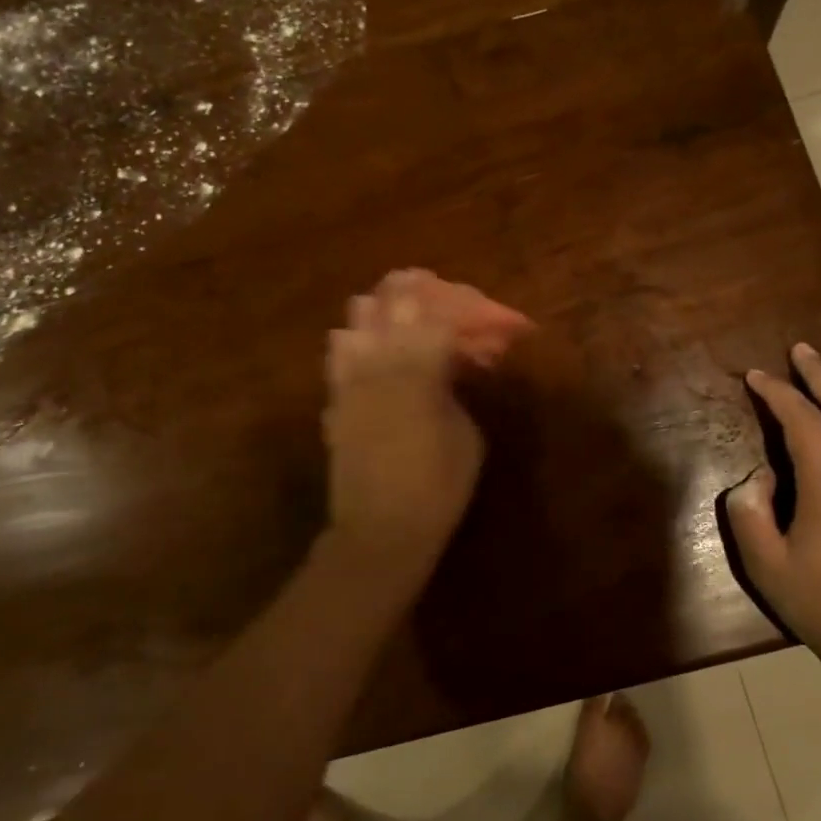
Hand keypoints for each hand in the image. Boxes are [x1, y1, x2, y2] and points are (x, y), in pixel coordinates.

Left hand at [322, 272, 484, 583]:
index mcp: (419, 368)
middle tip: (442, 297)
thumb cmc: (439, 487)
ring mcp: (350, 379)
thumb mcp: (468, 434)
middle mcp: (379, 361)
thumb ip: (458, 387)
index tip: (485, 312)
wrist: (380, 530)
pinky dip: (359, 341)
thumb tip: (453, 364)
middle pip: (392, 300)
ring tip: (405, 318)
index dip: (467, 307)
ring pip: (356, 318)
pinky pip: (339, 353)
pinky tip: (374, 353)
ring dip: (384, 309)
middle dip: (419, 290)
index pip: (441, 314)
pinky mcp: (335, 400)